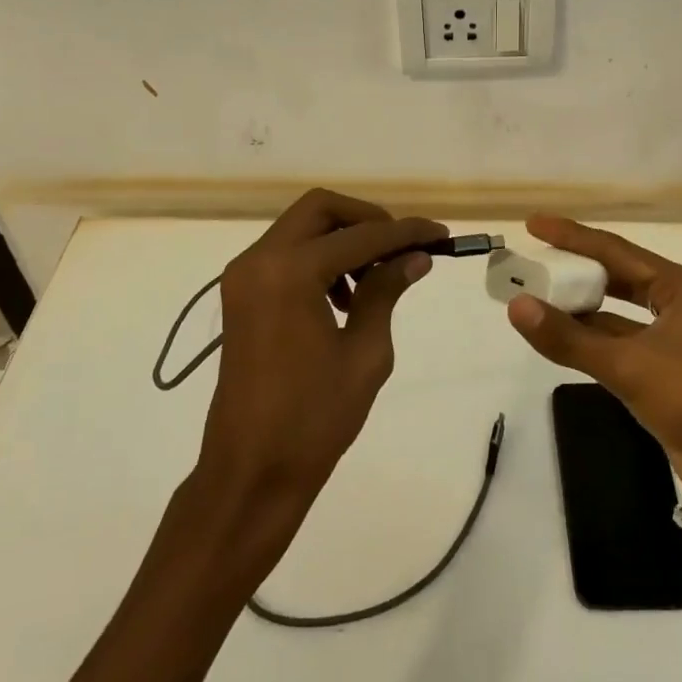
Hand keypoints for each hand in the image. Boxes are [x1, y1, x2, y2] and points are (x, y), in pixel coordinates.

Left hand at [198, 189, 445, 518]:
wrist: (251, 471)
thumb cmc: (314, 418)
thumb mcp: (365, 352)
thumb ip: (386, 291)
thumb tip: (416, 257)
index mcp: (290, 272)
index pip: (360, 235)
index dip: (405, 232)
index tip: (440, 234)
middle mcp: (259, 261)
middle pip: (320, 210)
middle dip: (367, 221)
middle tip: (402, 249)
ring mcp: (244, 277)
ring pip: (301, 230)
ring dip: (342, 241)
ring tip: (375, 284)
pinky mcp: (241, 296)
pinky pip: (285, 256)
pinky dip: (319, 261)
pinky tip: (344, 300)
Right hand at [506, 215, 681, 491]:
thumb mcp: (628, 364)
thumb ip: (569, 337)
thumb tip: (516, 306)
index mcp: (680, 287)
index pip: (615, 250)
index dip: (572, 236)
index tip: (534, 225)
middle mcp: (680, 306)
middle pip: (619, 278)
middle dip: (578, 270)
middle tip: (536, 262)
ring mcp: (677, 343)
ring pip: (620, 315)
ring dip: (583, 308)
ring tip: (540, 298)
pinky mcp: (670, 376)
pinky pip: (623, 345)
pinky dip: (594, 340)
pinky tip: (565, 340)